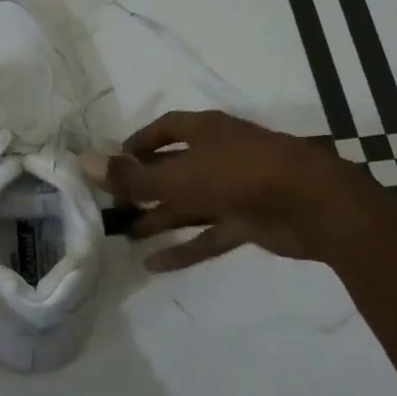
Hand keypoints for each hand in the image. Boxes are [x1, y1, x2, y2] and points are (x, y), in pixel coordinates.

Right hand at [99, 110, 380, 270]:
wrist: (314, 204)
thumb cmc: (239, 175)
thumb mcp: (177, 177)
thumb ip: (130, 177)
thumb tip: (82, 163)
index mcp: (205, 132)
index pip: (165, 129)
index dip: (138, 144)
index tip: (114, 164)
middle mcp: (219, 156)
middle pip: (173, 170)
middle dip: (144, 189)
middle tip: (114, 209)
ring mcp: (235, 189)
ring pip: (189, 205)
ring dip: (160, 220)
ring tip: (126, 238)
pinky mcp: (248, 221)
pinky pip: (208, 234)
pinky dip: (184, 248)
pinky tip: (155, 265)